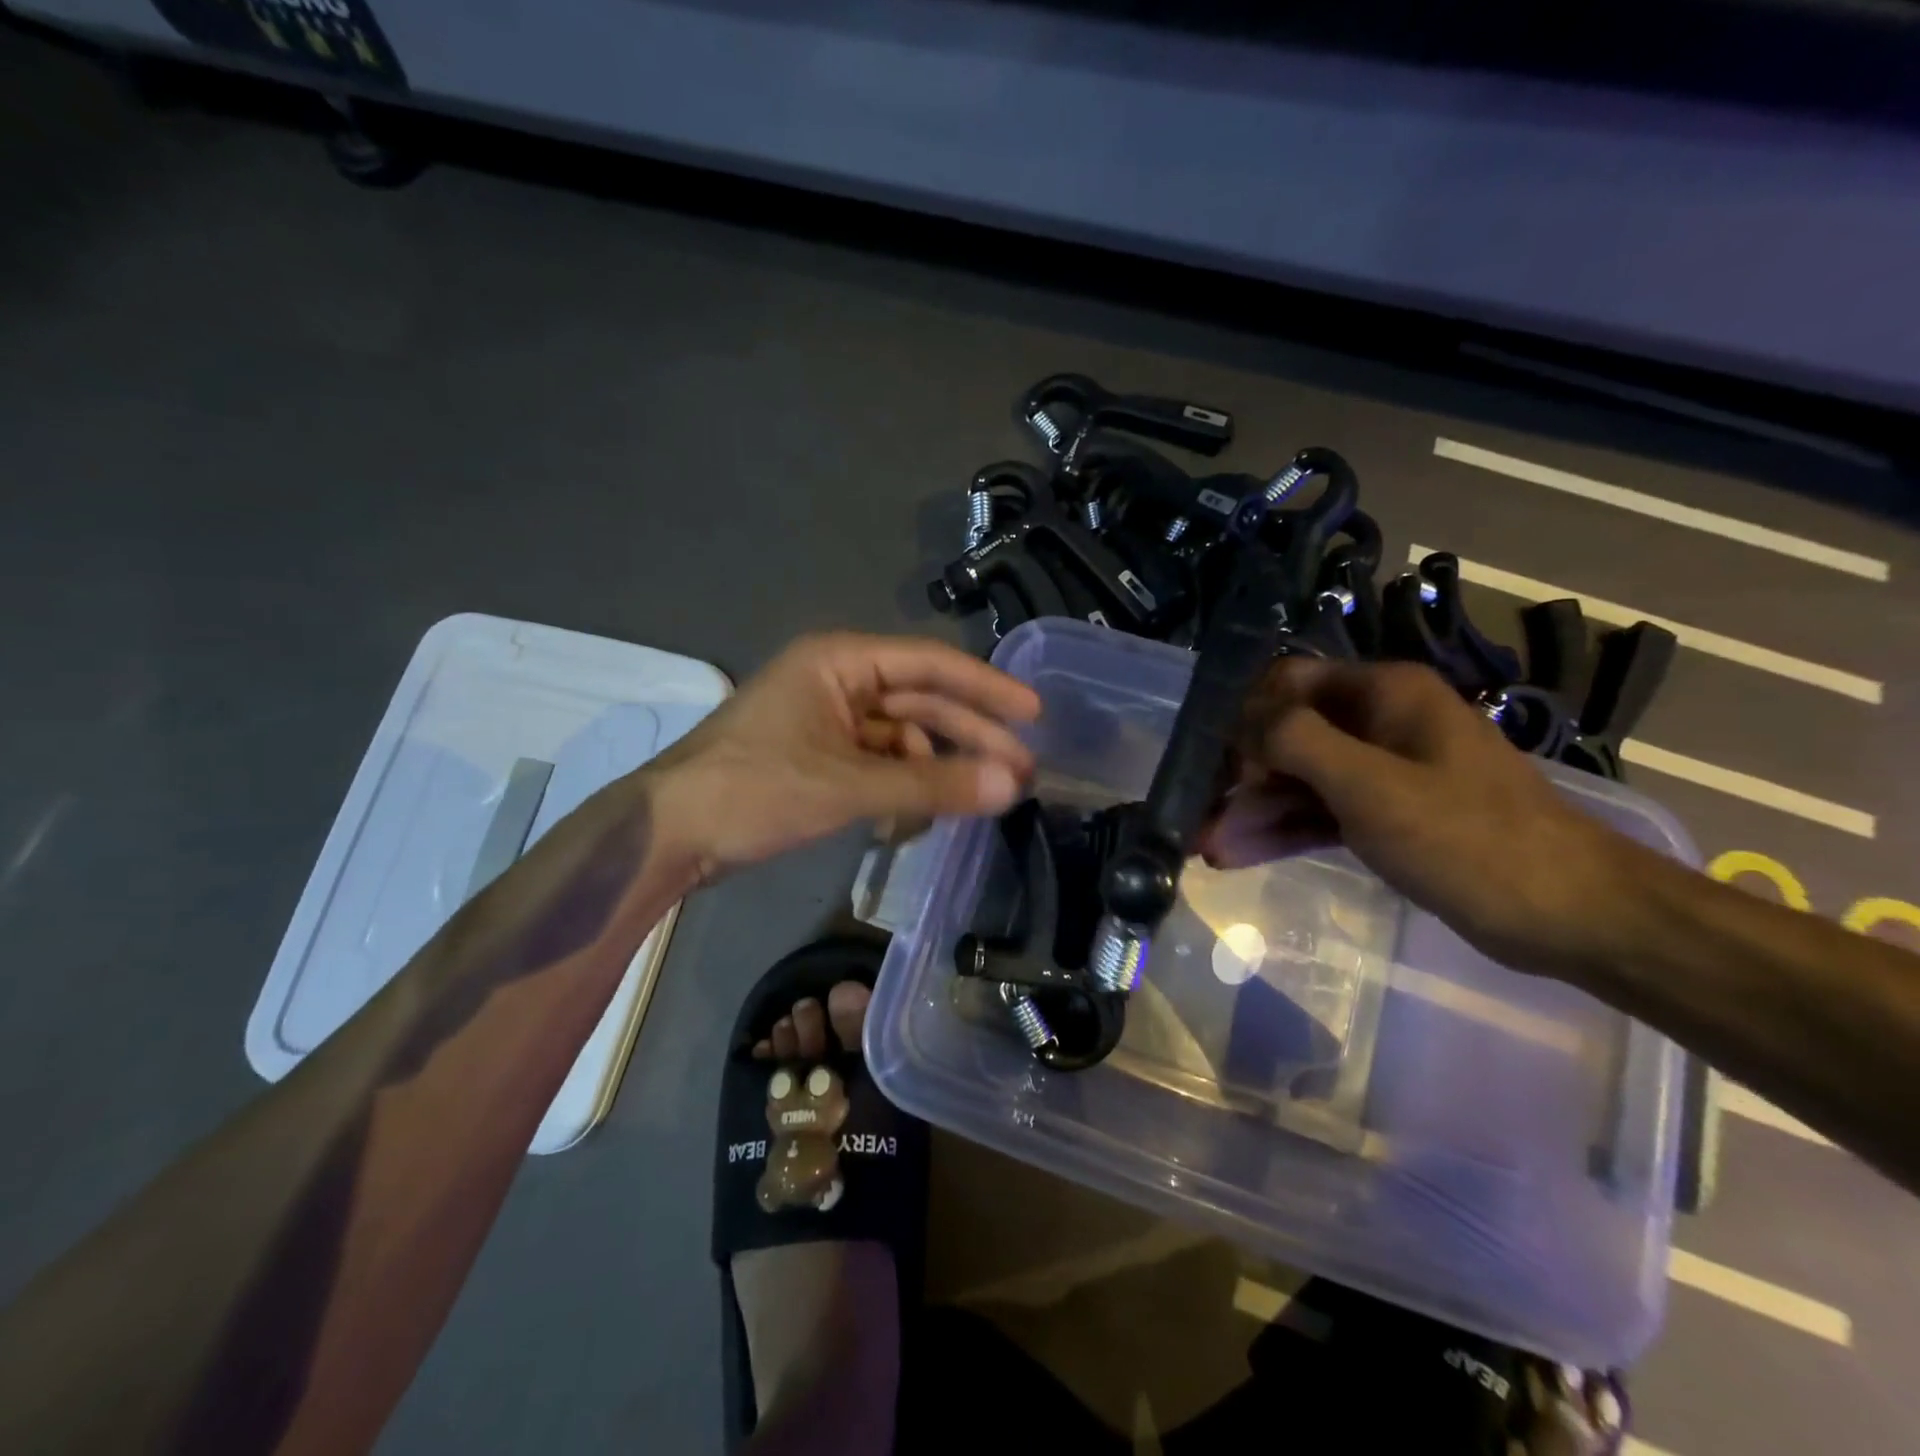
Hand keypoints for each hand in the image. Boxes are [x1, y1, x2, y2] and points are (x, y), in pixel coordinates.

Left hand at [645, 632, 1040, 882]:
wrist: (669, 834)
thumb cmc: (754, 792)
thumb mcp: (849, 788)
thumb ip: (933, 787)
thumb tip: (1012, 786)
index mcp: (840, 662)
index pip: (930, 663)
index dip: (986, 688)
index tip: (1033, 713)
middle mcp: (837, 680)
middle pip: (920, 702)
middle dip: (970, 736)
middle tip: (1022, 770)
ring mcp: (826, 719)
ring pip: (901, 736)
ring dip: (938, 767)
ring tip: (983, 798)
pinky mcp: (818, 756)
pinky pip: (878, 762)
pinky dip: (904, 785)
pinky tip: (927, 812)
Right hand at [1198, 657, 1642, 977]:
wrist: (1567, 914)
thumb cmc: (1467, 838)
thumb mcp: (1371, 785)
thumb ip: (1296, 740)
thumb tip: (1241, 720)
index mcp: (1382, 693)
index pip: (1287, 682)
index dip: (1245, 717)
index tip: (1219, 765)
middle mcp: (1378, 721)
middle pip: (1286, 735)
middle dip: (1241, 776)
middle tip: (1202, 819)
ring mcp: (1382, 770)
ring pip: (1299, 780)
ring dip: (1255, 810)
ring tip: (1210, 848)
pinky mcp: (1386, 814)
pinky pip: (1321, 812)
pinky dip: (1283, 830)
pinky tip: (1240, 854)